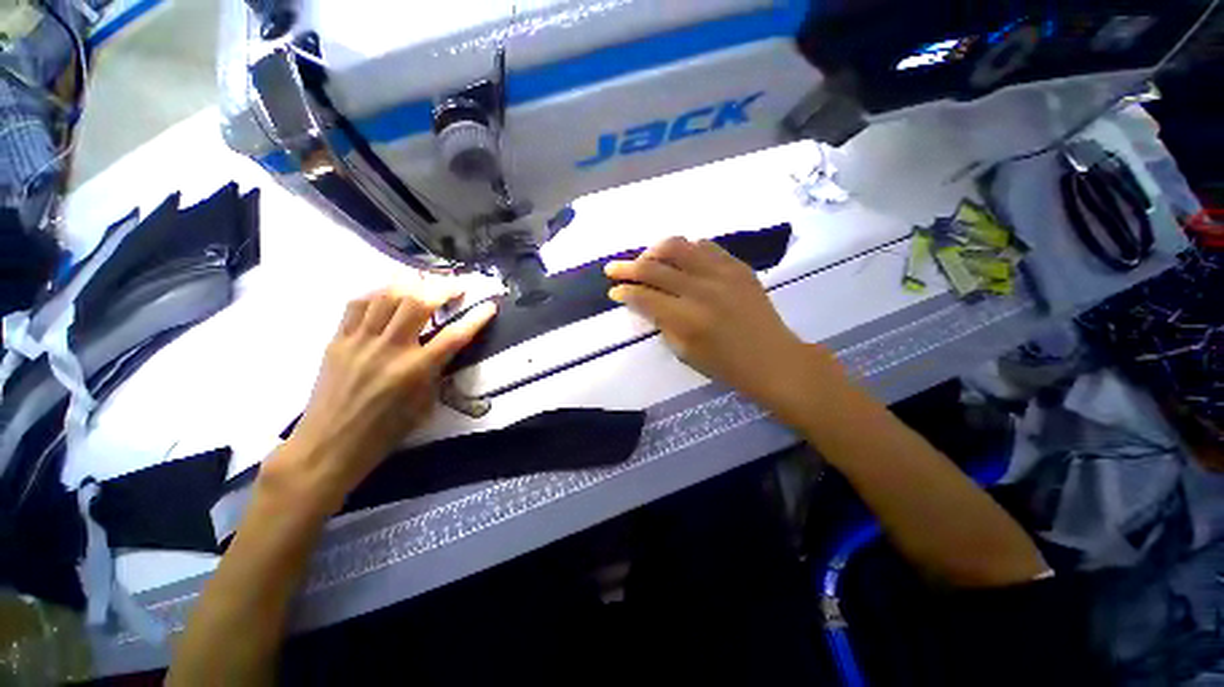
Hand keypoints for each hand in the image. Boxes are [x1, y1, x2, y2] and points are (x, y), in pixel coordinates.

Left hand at [263, 285, 496, 514]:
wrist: (329, 445)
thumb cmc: (384, 432)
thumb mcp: (424, 405)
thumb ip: (436, 373)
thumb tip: (444, 351)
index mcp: (416, 371)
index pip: (455, 336)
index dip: (477, 318)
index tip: (490, 305)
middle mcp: (390, 349)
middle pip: (418, 303)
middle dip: (443, 288)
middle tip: (457, 285)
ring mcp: (360, 341)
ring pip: (386, 296)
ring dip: (410, 282)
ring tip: (424, 279)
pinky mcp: (337, 340)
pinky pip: (357, 305)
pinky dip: (377, 292)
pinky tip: (387, 291)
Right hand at [605, 237, 836, 421]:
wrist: (772, 358)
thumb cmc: (725, 365)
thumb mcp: (684, 352)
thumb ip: (661, 322)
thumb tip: (644, 301)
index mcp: (686, 318)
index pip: (644, 296)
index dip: (624, 291)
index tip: (613, 291)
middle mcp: (700, 289)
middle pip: (654, 267)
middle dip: (627, 267)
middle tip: (612, 269)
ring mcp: (721, 273)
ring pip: (677, 246)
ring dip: (654, 251)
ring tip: (647, 260)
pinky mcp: (737, 266)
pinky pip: (705, 246)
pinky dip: (686, 249)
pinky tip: (680, 259)